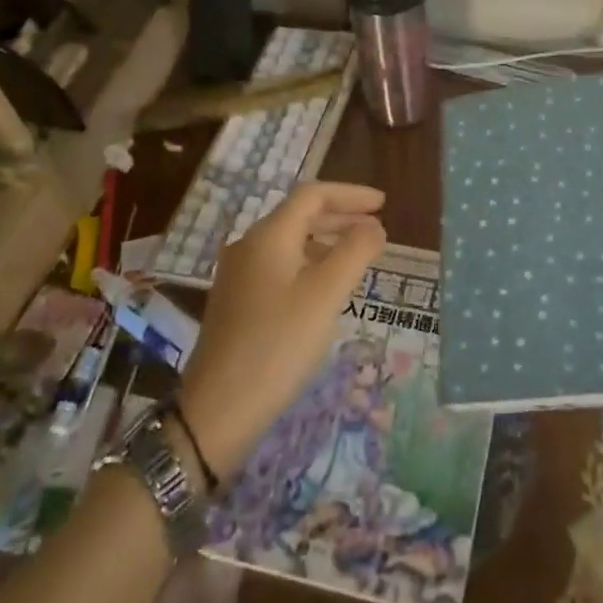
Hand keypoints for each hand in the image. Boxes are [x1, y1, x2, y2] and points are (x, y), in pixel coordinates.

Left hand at [177, 182, 385, 482]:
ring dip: (327, 241)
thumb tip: (374, 226)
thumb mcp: (327, 294)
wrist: (219, 409)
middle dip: (341, 216)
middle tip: (377, 227)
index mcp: (269, 236)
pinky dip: (310, 264)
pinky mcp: (238, 302)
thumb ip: (355, 251)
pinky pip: (281, 266)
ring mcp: (239, 275)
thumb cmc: (279, 343)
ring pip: (290, 243)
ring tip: (359, 256)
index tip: (383, 204)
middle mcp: (249, 246)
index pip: (313, 195)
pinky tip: (327, 288)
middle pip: (300, 216)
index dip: (351, 194)